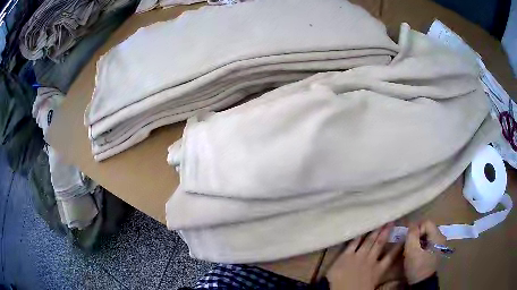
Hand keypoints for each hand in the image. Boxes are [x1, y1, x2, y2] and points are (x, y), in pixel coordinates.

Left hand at [327, 224, 402, 289]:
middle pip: (380, 244)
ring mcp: (358, 256)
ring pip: (369, 241)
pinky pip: (353, 243)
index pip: (391, 256)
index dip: (398, 246)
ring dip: (375, 231)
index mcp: (378, 270)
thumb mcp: (374, 288)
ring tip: (381, 221)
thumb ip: (386, 285)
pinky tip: (361, 228)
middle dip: (386, 232)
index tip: (404, 236)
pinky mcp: (345, 256)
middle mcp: (370, 261)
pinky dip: (358, 236)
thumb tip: (397, 282)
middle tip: (391, 221)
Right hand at [403, 220, 445, 284]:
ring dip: (417, 240)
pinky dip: (420, 245)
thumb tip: (411, 224)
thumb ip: (412, 236)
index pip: (426, 222)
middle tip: (408, 244)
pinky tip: (415, 253)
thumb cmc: (418, 268)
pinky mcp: (435, 250)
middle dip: (416, 235)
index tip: (408, 239)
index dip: (416, 229)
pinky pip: (427, 242)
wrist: (422, 284)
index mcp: (437, 236)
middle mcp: (440, 238)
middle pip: (426, 228)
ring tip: (410, 249)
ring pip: (426, 235)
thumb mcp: (412, 252)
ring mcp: (438, 244)